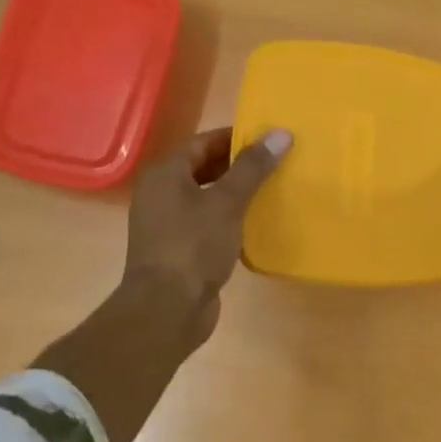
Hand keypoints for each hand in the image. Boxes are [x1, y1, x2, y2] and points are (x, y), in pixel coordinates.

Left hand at [119, 126, 292, 347]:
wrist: (167, 308)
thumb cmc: (194, 246)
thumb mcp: (227, 202)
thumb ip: (253, 168)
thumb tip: (280, 133)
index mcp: (165, 174)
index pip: (203, 142)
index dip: (236, 138)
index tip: (269, 139)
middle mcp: (160, 193)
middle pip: (202, 168)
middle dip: (238, 165)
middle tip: (275, 163)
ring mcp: (166, 223)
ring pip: (206, 196)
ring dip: (235, 192)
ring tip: (270, 190)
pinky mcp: (178, 248)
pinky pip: (206, 222)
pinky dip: (228, 217)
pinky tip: (254, 223)